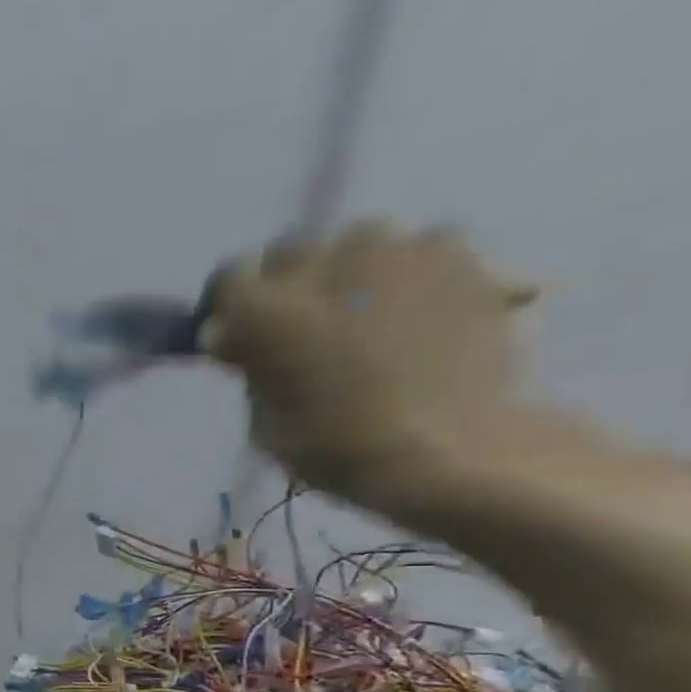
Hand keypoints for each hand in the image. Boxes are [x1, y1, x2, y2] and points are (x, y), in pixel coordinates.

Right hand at [206, 221, 536, 505]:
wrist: (451, 451)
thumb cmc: (338, 448)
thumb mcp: (265, 421)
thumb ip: (254, 368)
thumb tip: (242, 342)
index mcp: (267, 312)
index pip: (229, 279)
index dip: (227, 305)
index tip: (233, 333)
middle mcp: (326, 266)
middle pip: (292, 251)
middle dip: (288, 283)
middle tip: (300, 324)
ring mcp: (399, 255)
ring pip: (361, 240)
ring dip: (353, 270)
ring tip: (367, 310)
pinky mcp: (462, 259)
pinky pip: (426, 248)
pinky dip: (415, 271)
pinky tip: (421, 307)